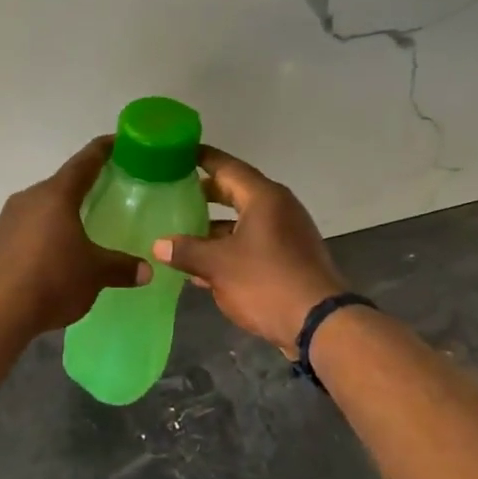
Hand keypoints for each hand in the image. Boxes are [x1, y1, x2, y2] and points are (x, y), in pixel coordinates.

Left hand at [0, 137, 148, 334]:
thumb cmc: (52, 280)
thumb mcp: (95, 274)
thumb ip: (121, 267)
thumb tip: (146, 270)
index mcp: (55, 195)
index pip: (84, 163)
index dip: (102, 150)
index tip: (117, 142)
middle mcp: (27, 198)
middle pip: (59, 186)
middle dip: (81, 188)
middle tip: (103, 193)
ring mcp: (5, 220)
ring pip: (39, 208)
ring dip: (57, 214)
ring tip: (77, 228)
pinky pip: (23, 230)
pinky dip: (40, 235)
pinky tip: (49, 255)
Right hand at [152, 145, 346, 356]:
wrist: (318, 324)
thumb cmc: (266, 282)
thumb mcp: (218, 265)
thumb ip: (186, 251)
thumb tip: (159, 245)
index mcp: (264, 198)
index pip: (227, 167)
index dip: (202, 159)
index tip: (177, 154)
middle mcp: (278, 209)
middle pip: (235, 192)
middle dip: (204, 194)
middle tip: (173, 192)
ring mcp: (286, 234)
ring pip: (242, 221)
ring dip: (213, 226)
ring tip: (179, 230)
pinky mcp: (288, 259)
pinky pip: (251, 243)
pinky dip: (227, 247)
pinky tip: (201, 265)